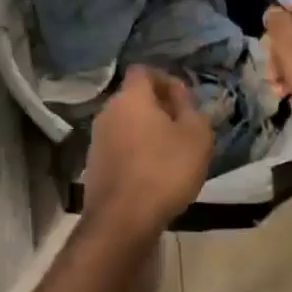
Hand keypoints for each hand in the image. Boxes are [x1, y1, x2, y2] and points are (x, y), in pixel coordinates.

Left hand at [81, 66, 212, 236]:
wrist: (122, 219)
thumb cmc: (165, 170)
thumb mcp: (197, 137)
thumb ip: (191, 109)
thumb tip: (179, 96)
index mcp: (131, 97)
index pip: (144, 71)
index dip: (165, 79)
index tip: (184, 99)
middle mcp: (108, 111)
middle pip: (134, 97)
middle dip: (158, 107)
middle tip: (183, 127)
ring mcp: (97, 138)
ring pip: (126, 123)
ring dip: (147, 131)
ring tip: (171, 153)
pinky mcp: (94, 164)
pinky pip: (119, 146)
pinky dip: (136, 151)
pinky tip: (153, 173)